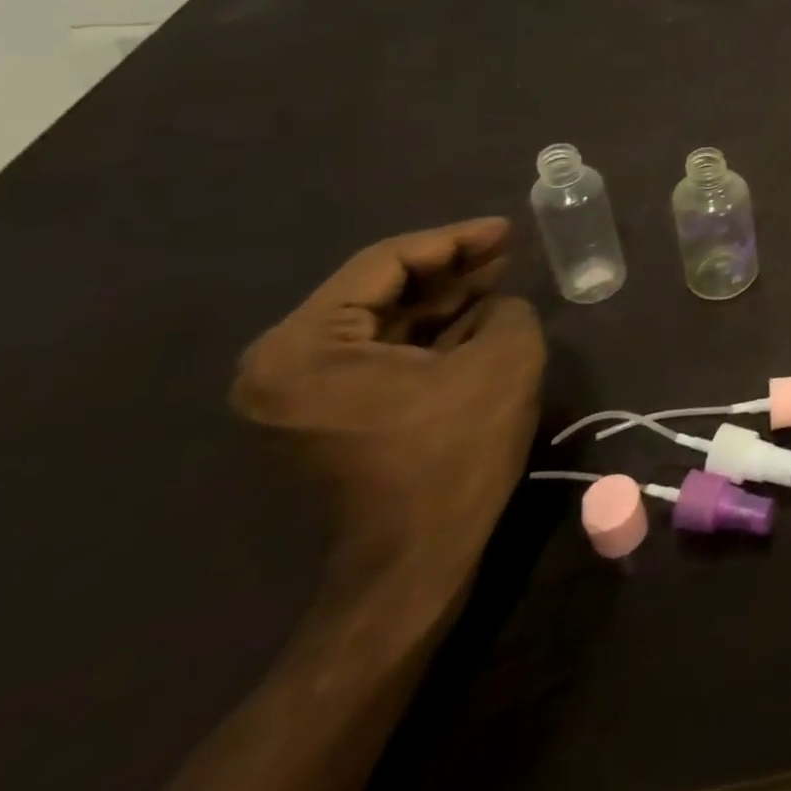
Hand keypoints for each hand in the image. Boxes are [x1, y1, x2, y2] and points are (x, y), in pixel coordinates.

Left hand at [230, 219, 546, 582]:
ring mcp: (299, 396)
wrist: (416, 561)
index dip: (455, 240)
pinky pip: (380, 355)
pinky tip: (479, 317)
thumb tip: (495, 305)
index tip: (508, 229)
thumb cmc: (453, 454)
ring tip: (501, 276)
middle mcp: (283, 366)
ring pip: (383, 323)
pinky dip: (429, 334)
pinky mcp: (327, 417)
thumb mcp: (503, 360)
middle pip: (378, 291)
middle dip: (450, 268)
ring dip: (443, 299)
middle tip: (507, 249)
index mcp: (305, 347)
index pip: (385, 263)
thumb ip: (505, 308)